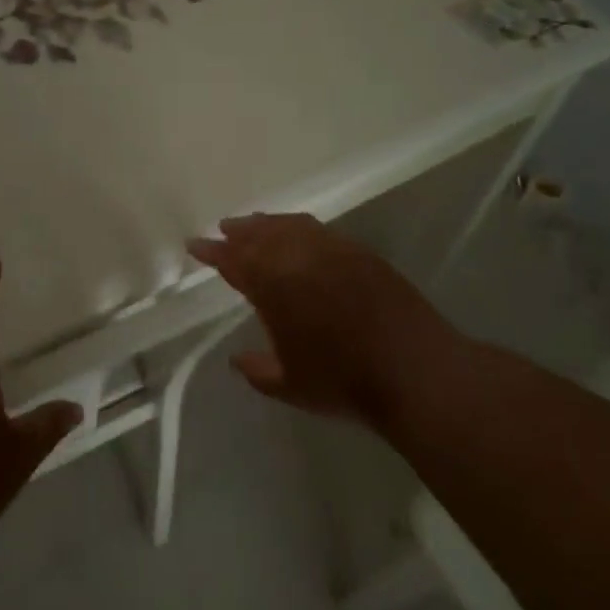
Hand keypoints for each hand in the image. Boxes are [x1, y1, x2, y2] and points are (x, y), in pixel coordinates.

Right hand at [189, 213, 466, 427]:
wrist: (415, 370)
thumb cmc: (344, 381)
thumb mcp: (290, 385)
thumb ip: (257, 370)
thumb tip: (238, 359)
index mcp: (273, 286)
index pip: (233, 261)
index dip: (212, 252)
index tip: (194, 245)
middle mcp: (298, 258)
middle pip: (260, 235)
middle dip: (239, 231)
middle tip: (224, 229)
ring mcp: (332, 251)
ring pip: (290, 226)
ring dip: (267, 224)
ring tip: (255, 225)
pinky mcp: (360, 253)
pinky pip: (319, 230)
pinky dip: (299, 227)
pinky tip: (299, 235)